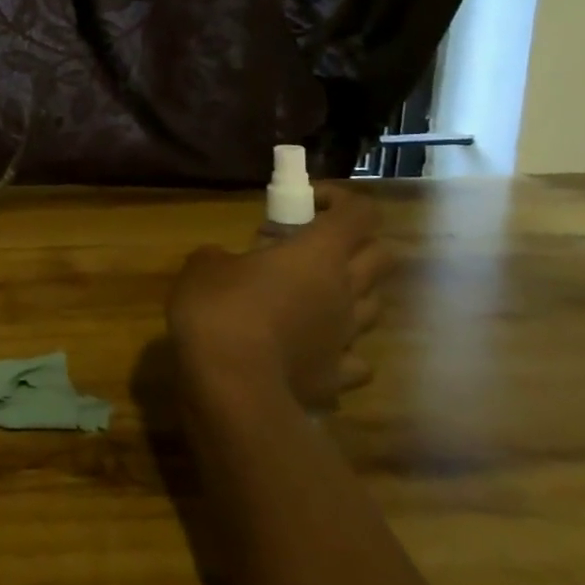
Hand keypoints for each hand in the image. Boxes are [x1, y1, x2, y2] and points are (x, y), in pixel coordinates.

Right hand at [166, 184, 392, 421]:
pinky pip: (356, 360)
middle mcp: (345, 292)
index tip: (308, 201)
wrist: (232, 384)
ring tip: (314, 297)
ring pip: (375, 308)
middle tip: (315, 247)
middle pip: (382, 257)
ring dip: (351, 295)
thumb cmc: (219, 308)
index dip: (341, 200)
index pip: (359, 213)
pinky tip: (315, 349)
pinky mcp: (337, 378)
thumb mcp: (203, 266)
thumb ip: (221, 256)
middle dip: (357, 244)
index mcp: (319, 254)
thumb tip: (223, 260)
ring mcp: (346, 338)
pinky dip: (342, 351)